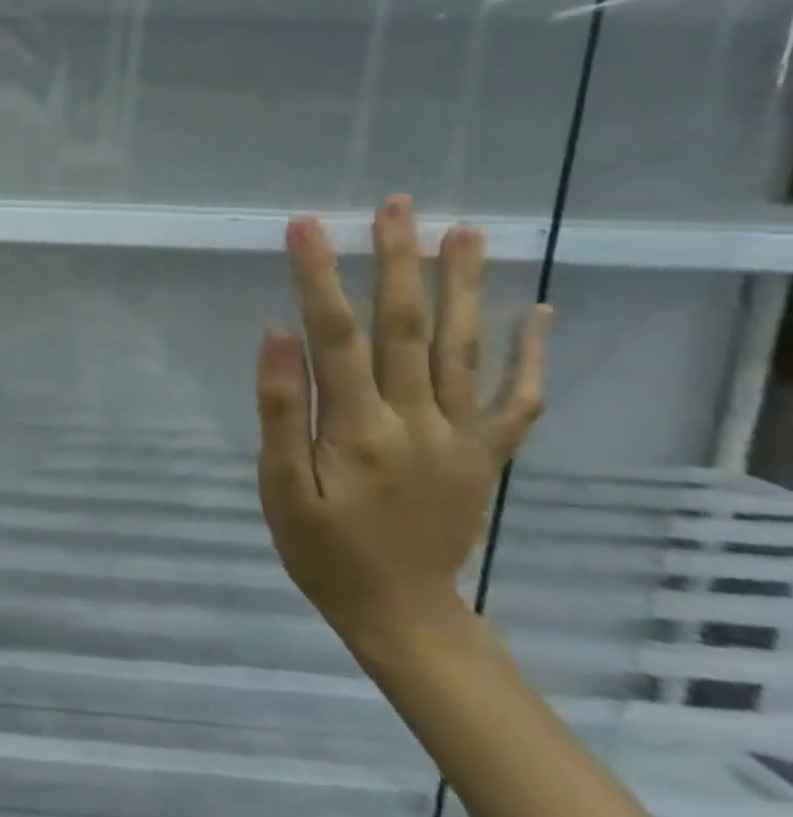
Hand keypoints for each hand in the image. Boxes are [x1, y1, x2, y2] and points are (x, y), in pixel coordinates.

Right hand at [255, 195, 552, 656]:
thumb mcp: (281, 488)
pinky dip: (529, 353)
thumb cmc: (323, 549)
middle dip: (398, 261)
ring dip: (465, 285)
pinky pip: (516, 398)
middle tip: (397, 205)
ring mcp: (462, 435)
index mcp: (360, 428)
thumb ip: (282, 412)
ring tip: (465, 231)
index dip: (318, 276)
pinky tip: (538, 310)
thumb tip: (278, 336)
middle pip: (409, 326)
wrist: (401, 610)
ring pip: (467, 347)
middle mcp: (419, 420)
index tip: (304, 226)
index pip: (336, 335)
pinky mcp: (486, 453)